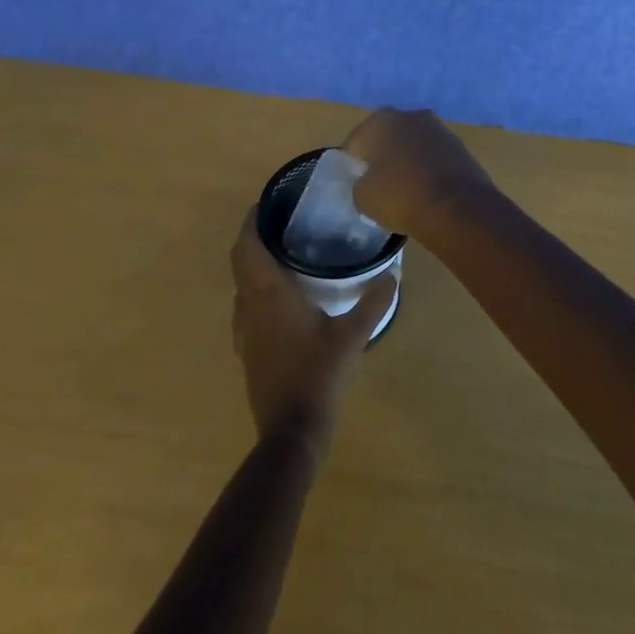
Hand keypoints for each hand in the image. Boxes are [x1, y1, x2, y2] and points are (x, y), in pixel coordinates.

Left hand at [230, 212, 395, 455]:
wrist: (291, 431)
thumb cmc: (319, 375)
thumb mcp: (353, 335)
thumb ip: (373, 302)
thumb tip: (393, 272)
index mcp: (269, 295)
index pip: (248, 247)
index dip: (252, 222)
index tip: (266, 203)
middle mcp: (250, 307)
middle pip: (241, 262)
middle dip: (255, 238)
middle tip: (281, 222)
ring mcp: (245, 332)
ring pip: (242, 286)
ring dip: (254, 265)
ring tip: (284, 254)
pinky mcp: (249, 351)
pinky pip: (247, 308)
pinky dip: (257, 291)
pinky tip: (283, 299)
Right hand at [341, 107, 500, 241]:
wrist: (459, 208)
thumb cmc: (402, 197)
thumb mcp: (363, 198)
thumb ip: (360, 184)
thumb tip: (369, 182)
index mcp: (381, 121)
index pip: (355, 143)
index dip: (352, 165)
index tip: (355, 185)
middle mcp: (410, 115)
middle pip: (386, 138)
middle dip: (381, 158)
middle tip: (378, 186)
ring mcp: (439, 128)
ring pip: (412, 145)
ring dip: (407, 161)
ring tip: (405, 190)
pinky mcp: (460, 145)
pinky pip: (433, 156)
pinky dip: (428, 168)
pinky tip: (427, 190)